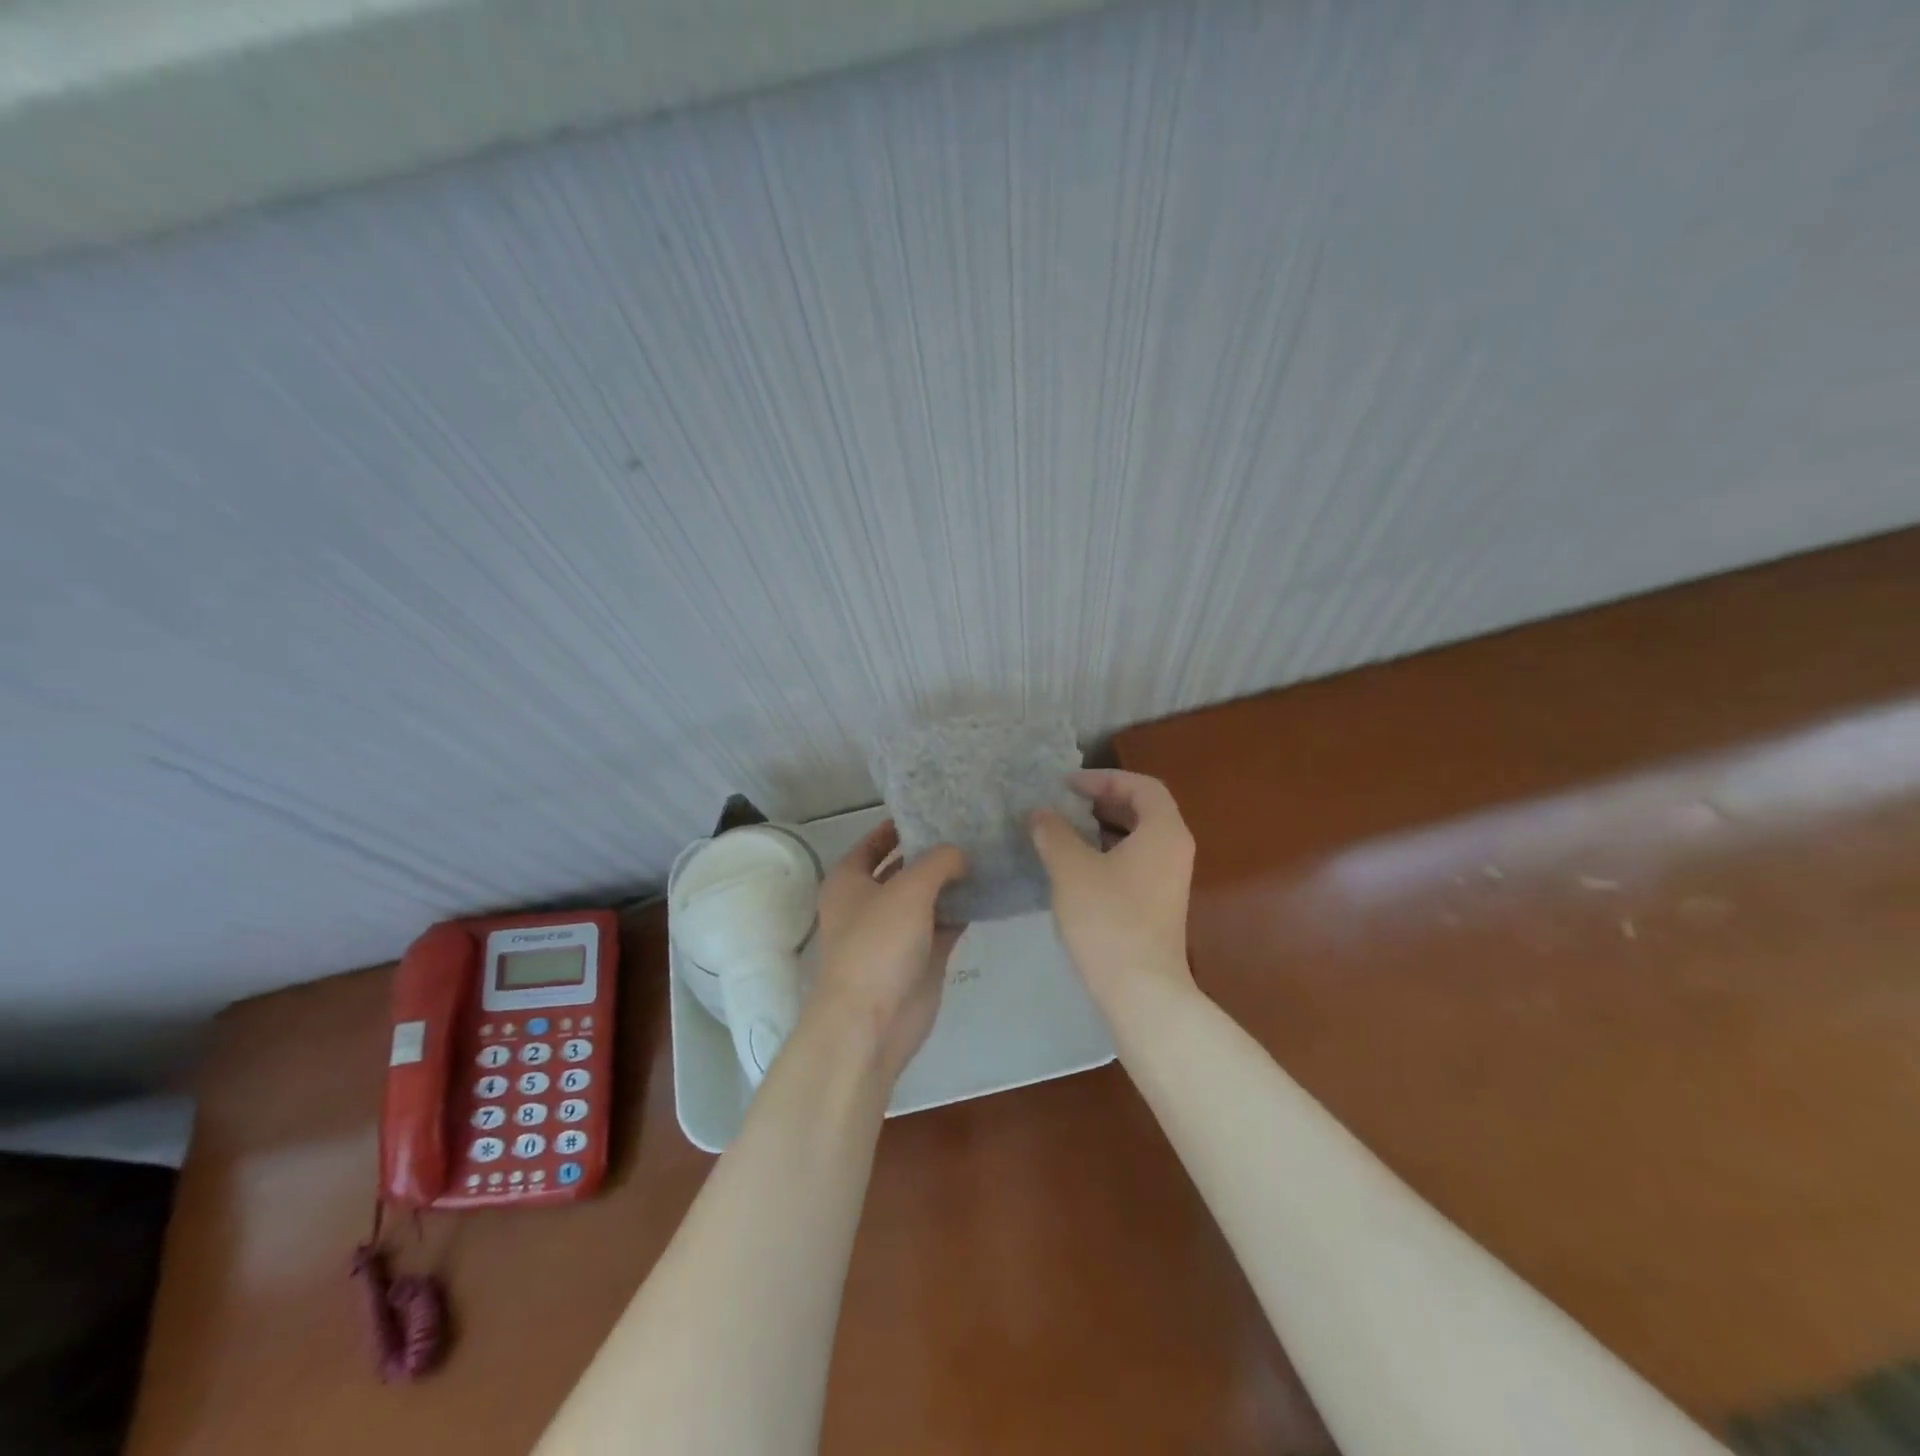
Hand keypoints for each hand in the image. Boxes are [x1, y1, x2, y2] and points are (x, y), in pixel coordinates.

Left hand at [810, 822, 966, 1082]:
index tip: (935, 809)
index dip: (900, 825)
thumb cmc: (878, 944)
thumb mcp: (908, 889)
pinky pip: (945, 924)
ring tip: (988, 852)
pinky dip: (963, 910)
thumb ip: (938, 861)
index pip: (874, 842)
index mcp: (849, 880)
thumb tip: (959, 853)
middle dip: (933, 851)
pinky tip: (991, 890)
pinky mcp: (920, 956)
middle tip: (972, 828)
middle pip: (904, 867)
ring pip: (927, 896)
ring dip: (953, 880)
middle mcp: (869, 902)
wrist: (872, 1022)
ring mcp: (896, 931)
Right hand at [1030, 769, 1196, 1005]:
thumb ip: (1054, 833)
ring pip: (1137, 838)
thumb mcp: (1071, 868)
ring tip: (1064, 830)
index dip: (1104, 778)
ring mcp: (1169, 880)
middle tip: (1065, 802)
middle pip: (1143, 809)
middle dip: (1103, 800)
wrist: (1140, 990)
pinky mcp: (1158, 905)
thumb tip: (1040, 813)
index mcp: (1164, 831)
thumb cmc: (1107, 919)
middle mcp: (1174, 850)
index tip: (1067, 785)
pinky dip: (1107, 853)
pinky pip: (1135, 862)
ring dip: (1102, 828)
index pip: (1141, 785)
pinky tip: (1075, 866)